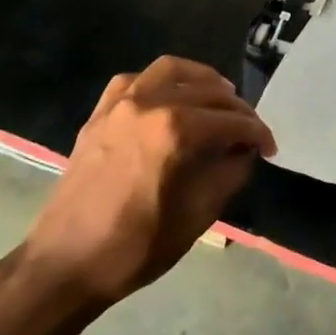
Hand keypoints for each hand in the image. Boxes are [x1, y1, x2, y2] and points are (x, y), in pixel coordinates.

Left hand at [22, 57, 275, 305]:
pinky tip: (169, 99)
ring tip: (218, 97)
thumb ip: (229, 175)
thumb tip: (244, 151)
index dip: (257, 133)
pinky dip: (159, 82)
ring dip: (200, 79)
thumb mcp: (197, 217)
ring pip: (170, 70)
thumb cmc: (135, 247)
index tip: (270, 148)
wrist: (65, 263)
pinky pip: (134, 81)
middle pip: (206, 91)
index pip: (231, 121)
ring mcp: (120, 105)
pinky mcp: (99, 114)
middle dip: (236, 109)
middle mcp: (149, 104)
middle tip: (250, 130)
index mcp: (175, 131)